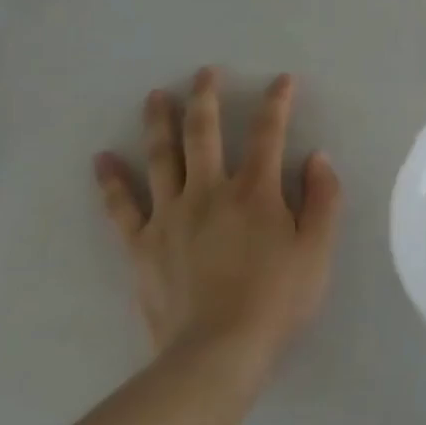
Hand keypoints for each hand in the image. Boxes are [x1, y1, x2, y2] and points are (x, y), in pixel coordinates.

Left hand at [94, 69, 341, 378]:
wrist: (218, 352)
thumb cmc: (278, 299)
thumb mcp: (319, 249)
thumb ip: (322, 198)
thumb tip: (316, 157)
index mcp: (256, 192)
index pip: (268, 134)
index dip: (277, 103)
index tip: (282, 79)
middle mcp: (209, 192)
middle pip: (204, 134)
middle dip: (207, 98)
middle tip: (204, 72)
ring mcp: (170, 217)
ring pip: (161, 158)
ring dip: (159, 123)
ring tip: (155, 96)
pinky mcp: (142, 246)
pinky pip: (122, 206)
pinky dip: (111, 181)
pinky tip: (102, 158)